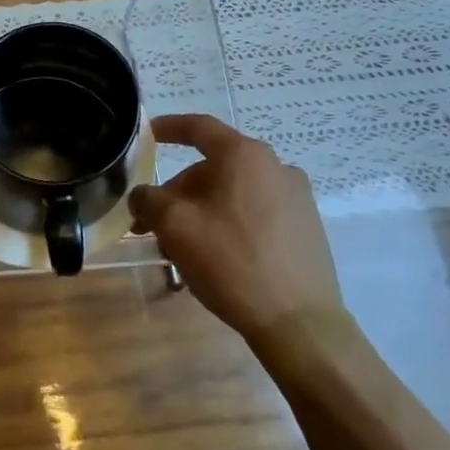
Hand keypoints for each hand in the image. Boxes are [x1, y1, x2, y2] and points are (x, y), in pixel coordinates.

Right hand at [129, 114, 347, 339]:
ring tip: (179, 248)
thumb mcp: (175, 226)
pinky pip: (254, 213)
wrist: (299, 322)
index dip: (168, 128)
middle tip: (152, 223)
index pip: (199, 127)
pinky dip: (227, 223)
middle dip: (177, 191)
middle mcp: (276, 167)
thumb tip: (143, 195)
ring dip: (200, 211)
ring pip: (232, 193)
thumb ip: (149, 200)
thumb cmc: (231, 261)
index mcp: (245, 156)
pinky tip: (214, 257)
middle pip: (213, 168)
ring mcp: (296, 198)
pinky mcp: (306, 228)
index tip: (147, 136)